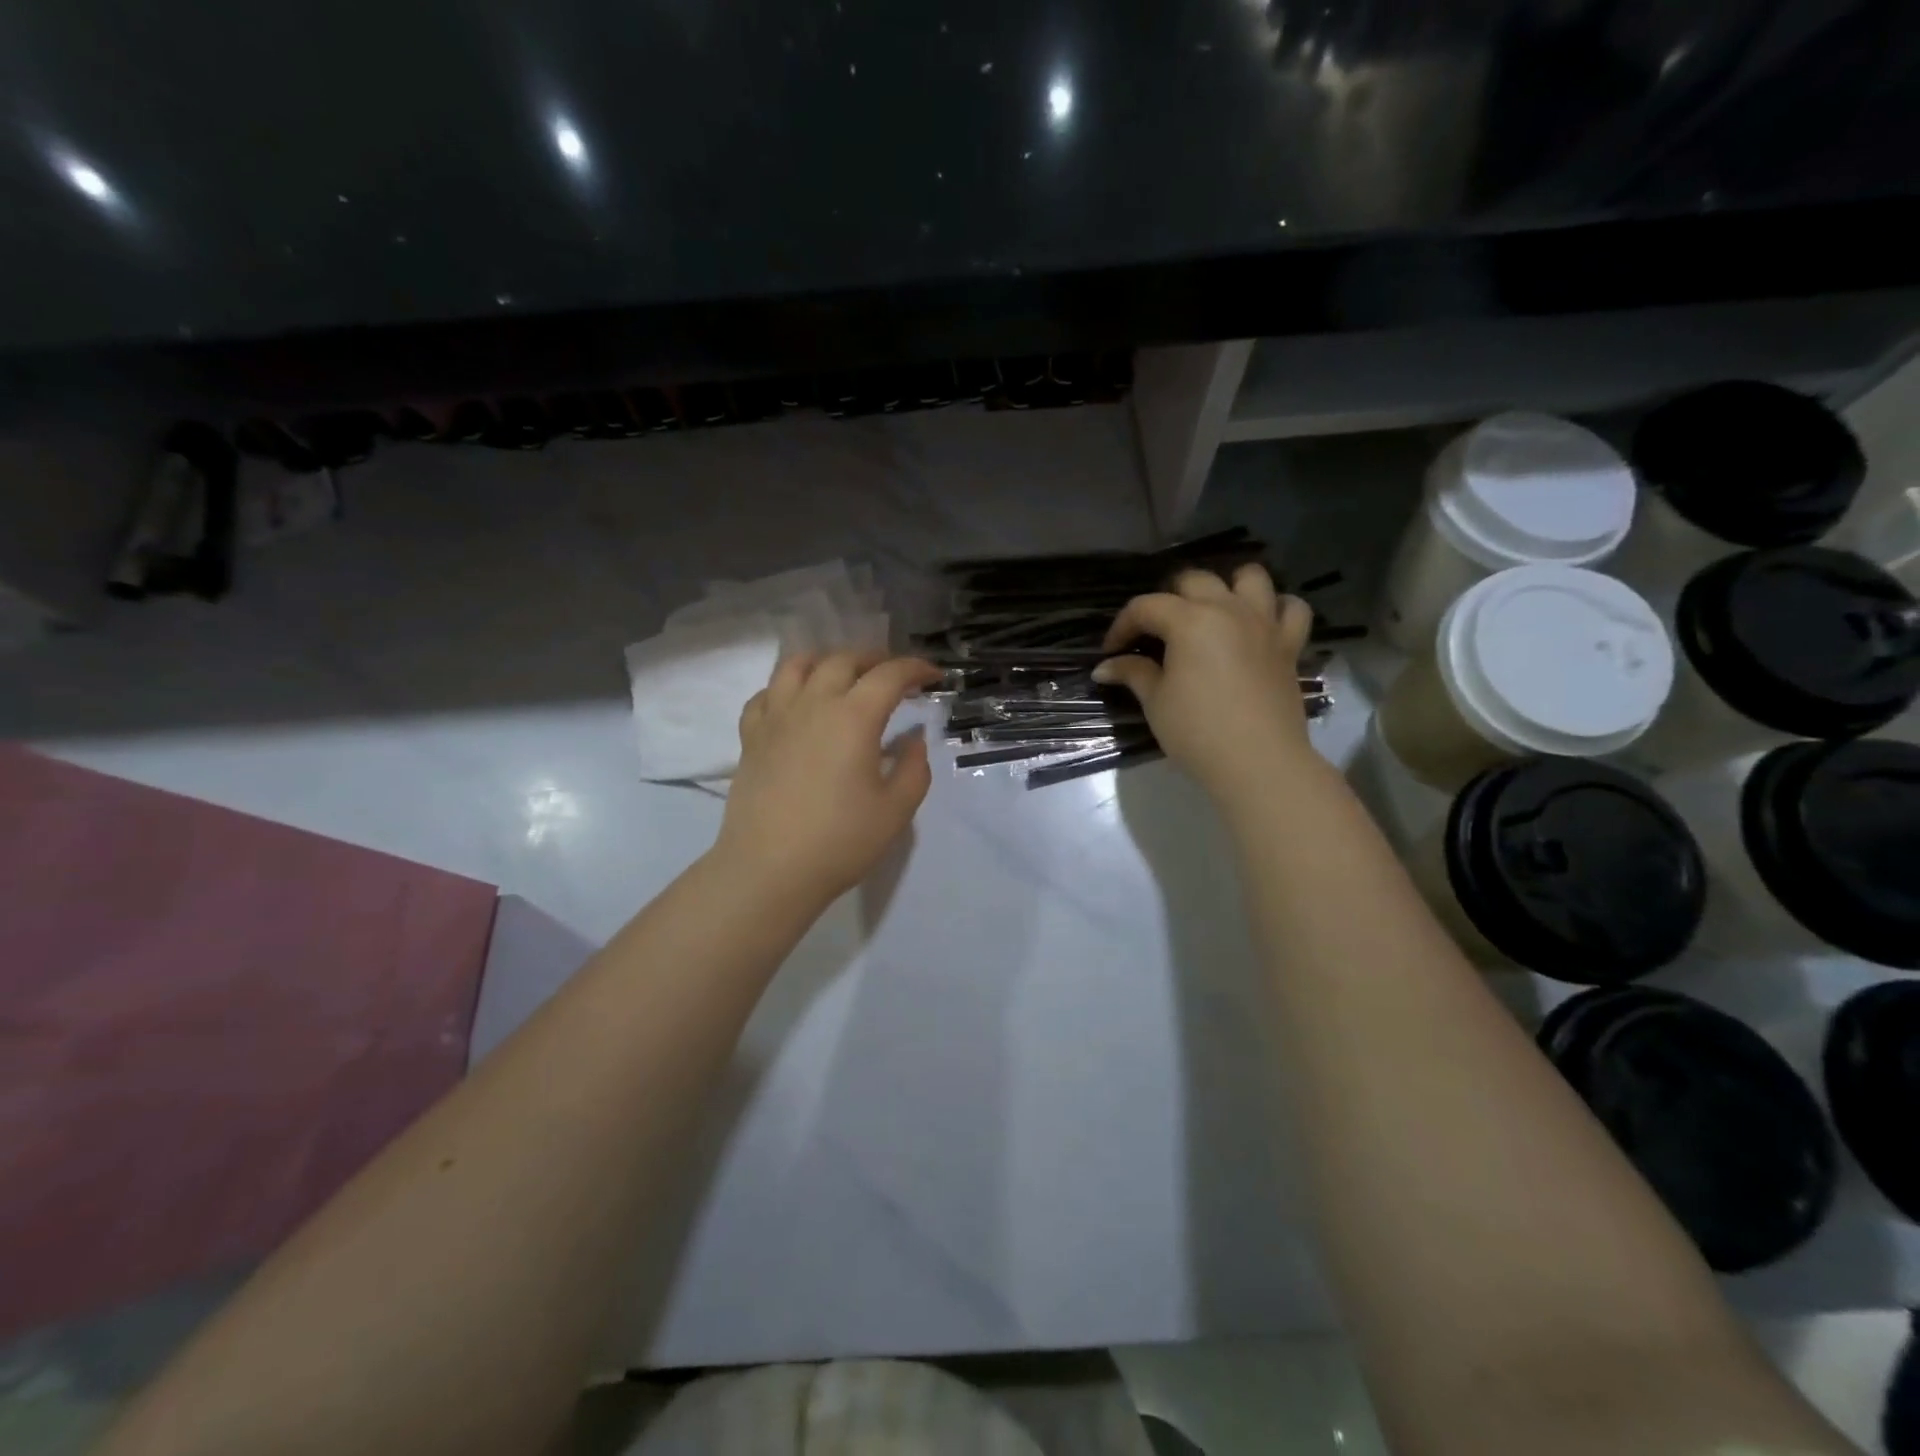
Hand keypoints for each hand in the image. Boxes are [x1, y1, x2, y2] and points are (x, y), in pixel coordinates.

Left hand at [713, 651, 942, 908]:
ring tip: (843, 675)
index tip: (933, 676)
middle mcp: (813, 704)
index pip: (890, 675)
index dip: (916, 668)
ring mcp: (776, 717)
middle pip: (843, 660)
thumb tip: (913, 739)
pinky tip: (796, 703)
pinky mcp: (750, 737)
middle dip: (874, 659)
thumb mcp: (896, 810)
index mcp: (853, 717)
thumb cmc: (841, 841)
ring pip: (797, 666)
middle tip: (893, 676)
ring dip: (826, 661)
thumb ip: (914, 767)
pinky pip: (765, 695)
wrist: (770, 871)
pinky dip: (785, 688)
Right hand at [1093, 565, 1315, 798]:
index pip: (1146, 607)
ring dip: (1228, 587)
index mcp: (1190, 621)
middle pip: (1195, 581)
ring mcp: (1264, 623)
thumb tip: (1105, 666)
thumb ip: (1133, 673)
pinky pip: (1291, 609)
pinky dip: (1276, 608)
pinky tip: (1259, 624)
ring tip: (1212, 612)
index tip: (1111, 651)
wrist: (1258, 762)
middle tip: (1156, 632)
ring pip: (1250, 577)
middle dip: (1168, 599)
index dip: (1123, 625)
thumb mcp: (1156, 702)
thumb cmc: (1198, 732)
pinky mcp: (1289, 644)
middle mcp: (1229, 609)